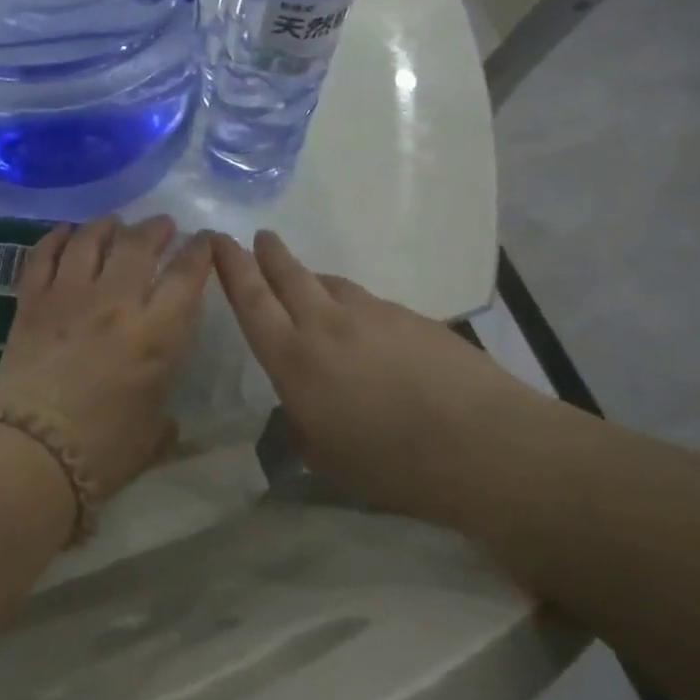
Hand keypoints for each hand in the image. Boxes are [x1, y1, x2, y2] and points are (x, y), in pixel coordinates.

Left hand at [0, 216, 214, 498]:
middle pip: (139, 245)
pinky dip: (56, 238)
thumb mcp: (152, 436)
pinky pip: (44, 256)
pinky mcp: (31, 302)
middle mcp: (115, 302)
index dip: (201, 251)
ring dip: (107, 226)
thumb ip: (164, 416)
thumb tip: (166, 417)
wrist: (30, 454)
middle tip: (163, 226)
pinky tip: (65, 231)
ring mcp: (69, 296)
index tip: (205, 240)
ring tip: (115, 223)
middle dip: (156, 228)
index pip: (187, 275)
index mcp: (156, 333)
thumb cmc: (102, 452)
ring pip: (90, 240)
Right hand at [213, 230, 539, 518]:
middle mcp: (326, 324)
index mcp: (294, 358)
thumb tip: (299, 404)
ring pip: (332, 284)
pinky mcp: (411, 317)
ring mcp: (372, 314)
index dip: (232, 268)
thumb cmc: (389, 463)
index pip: (252, 301)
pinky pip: (369, 303)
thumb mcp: (324, 455)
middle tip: (259, 237)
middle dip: (270, 254)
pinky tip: (367, 331)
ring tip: (310, 286)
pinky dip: (355, 307)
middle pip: (289, 275)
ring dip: (313, 280)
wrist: (480, 443)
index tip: (219, 241)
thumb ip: (300, 422)